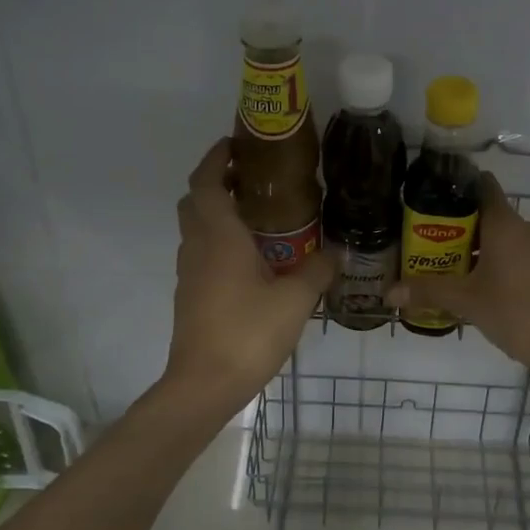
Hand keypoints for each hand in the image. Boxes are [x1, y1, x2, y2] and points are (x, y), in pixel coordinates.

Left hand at [162, 139, 335, 410]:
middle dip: (218, 182)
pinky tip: (251, 259)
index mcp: (219, 236)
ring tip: (259, 216)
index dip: (216, 158)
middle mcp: (198, 247)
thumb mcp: (295, 300)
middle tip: (252, 179)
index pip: (206, 182)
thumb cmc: (248, 332)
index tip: (236, 144)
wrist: (203, 385)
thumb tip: (339, 252)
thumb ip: (318, 270)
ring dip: (218, 212)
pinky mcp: (190, 295)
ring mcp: (190, 272)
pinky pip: (201, 252)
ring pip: (196, 228)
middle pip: (196, 200)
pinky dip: (219, 241)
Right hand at [384, 172, 529, 378]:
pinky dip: (519, 266)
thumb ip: (428, 291)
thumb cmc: (514, 313)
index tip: (444, 200)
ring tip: (476, 277)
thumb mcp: (466, 302)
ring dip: (497, 252)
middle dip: (473, 232)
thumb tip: (389, 293)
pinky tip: (507, 292)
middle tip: (449, 253)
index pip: (484, 187)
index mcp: (506, 225)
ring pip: (517, 240)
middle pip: (496, 218)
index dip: (464, 189)